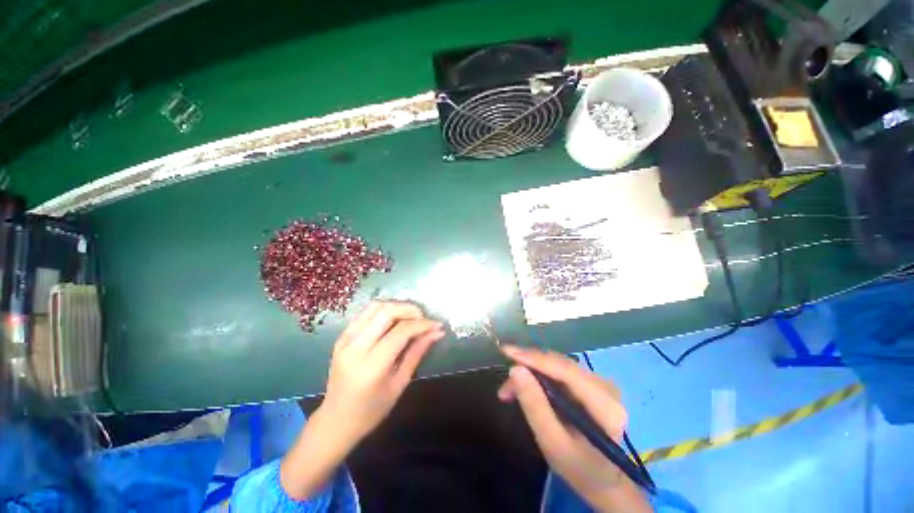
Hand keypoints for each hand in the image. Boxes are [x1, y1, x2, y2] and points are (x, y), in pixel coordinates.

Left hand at [281, 301, 443, 498]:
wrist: (335, 421)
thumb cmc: (371, 410)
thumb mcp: (399, 384)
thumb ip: (417, 353)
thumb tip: (436, 333)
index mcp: (371, 366)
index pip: (401, 331)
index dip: (422, 324)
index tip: (437, 325)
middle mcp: (355, 347)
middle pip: (386, 312)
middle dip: (410, 310)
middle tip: (424, 318)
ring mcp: (345, 340)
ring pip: (375, 307)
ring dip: (397, 307)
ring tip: (411, 318)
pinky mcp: (341, 336)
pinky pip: (365, 313)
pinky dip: (384, 311)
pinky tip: (394, 321)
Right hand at [498, 346, 649, 512]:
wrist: (604, 480)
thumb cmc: (579, 468)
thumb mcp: (552, 443)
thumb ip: (535, 406)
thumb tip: (515, 369)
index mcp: (604, 405)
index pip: (565, 370)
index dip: (534, 358)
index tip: (506, 352)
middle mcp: (605, 386)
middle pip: (559, 364)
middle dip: (528, 368)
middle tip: (505, 385)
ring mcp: (600, 382)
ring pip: (557, 365)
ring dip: (531, 372)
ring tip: (510, 390)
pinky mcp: (592, 382)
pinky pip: (560, 370)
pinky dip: (540, 376)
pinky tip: (527, 386)